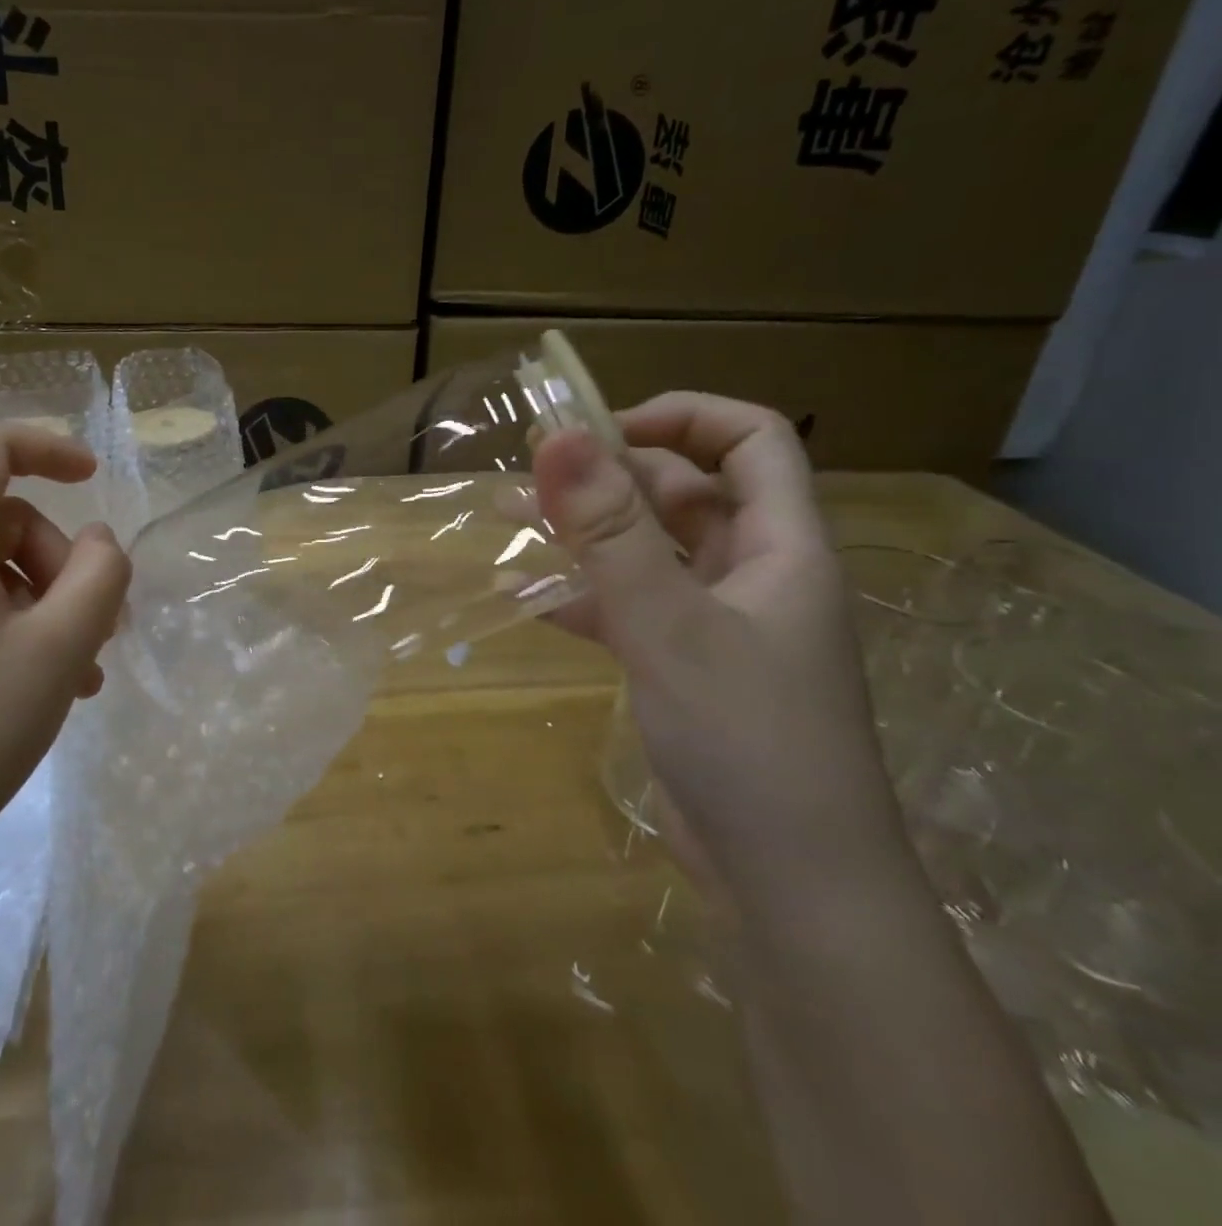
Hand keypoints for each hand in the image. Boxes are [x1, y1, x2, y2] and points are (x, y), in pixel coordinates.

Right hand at [533, 392, 910, 908]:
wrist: (787, 882)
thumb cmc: (746, 738)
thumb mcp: (668, 623)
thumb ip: (610, 530)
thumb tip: (559, 435)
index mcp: (781, 546)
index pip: (749, 440)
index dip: (679, 417)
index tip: (596, 429)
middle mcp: (755, 573)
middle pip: (686, 493)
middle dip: (609, 477)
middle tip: (531, 479)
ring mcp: (720, 623)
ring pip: (651, 551)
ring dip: (587, 534)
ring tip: (511, 522)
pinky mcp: (688, 667)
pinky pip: (632, 607)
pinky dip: (585, 596)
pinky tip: (531, 600)